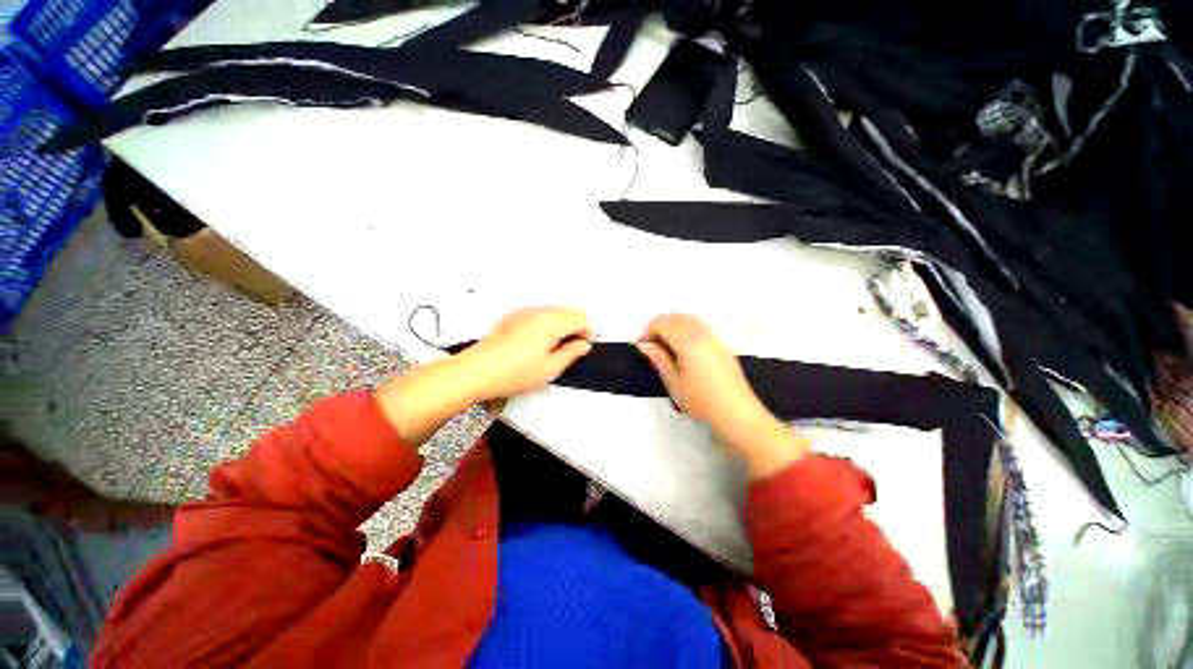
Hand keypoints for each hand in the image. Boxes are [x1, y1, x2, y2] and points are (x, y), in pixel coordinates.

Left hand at [459, 307, 593, 401]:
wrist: (475, 372)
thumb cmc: (511, 373)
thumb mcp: (549, 369)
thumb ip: (572, 353)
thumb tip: (583, 345)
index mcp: (550, 322)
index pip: (581, 317)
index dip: (586, 332)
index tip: (581, 348)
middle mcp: (537, 311)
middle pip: (568, 311)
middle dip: (575, 328)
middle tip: (568, 350)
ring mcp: (523, 312)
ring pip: (553, 312)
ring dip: (560, 326)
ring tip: (551, 349)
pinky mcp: (512, 317)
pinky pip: (538, 315)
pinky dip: (545, 325)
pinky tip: (535, 345)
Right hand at [637, 313, 808, 477]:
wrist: (737, 413)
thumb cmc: (701, 400)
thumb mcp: (674, 382)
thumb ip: (659, 359)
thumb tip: (644, 344)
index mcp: (688, 341)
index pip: (663, 323)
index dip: (648, 330)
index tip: (641, 345)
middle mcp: (702, 333)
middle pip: (676, 317)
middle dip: (659, 325)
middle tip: (651, 344)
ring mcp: (714, 337)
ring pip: (689, 319)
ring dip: (673, 325)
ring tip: (665, 345)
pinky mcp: (721, 345)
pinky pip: (700, 326)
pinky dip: (685, 328)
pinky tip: (683, 348)